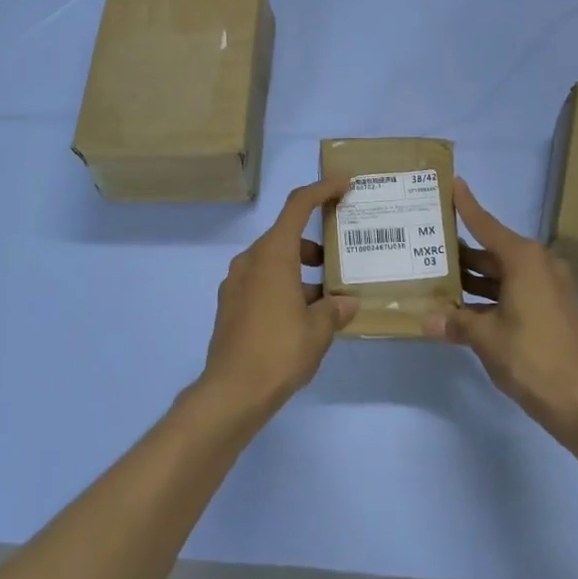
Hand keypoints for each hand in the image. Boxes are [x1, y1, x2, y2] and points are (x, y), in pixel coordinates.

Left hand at [200, 179, 358, 417]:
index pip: (297, 206)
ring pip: (274, 263)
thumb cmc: (279, 350)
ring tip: (326, 301)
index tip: (344, 186)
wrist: (231, 392)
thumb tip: (347, 303)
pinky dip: (283, 288)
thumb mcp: (319, 330)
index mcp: (273, 255)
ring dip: (300, 272)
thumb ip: (335, 309)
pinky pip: (261, 283)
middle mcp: (250, 261)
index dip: (322, 190)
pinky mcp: (230, 306)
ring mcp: (236, 283)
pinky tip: (301, 319)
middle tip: (340, 263)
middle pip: (286, 236)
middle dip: (315, 246)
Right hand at [424, 179, 577, 435]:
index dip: (468, 206)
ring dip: (474, 277)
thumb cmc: (530, 356)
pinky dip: (490, 295)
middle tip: (429, 241)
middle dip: (462, 250)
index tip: (453, 183)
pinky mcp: (551, 309)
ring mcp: (548, 288)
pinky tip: (462, 306)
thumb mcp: (485, 336)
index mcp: (524, 260)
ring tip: (437, 275)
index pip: (487, 225)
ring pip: (502, 273)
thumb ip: (455, 321)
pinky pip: (514, 291)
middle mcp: (538, 266)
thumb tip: (426, 319)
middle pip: (493, 250)